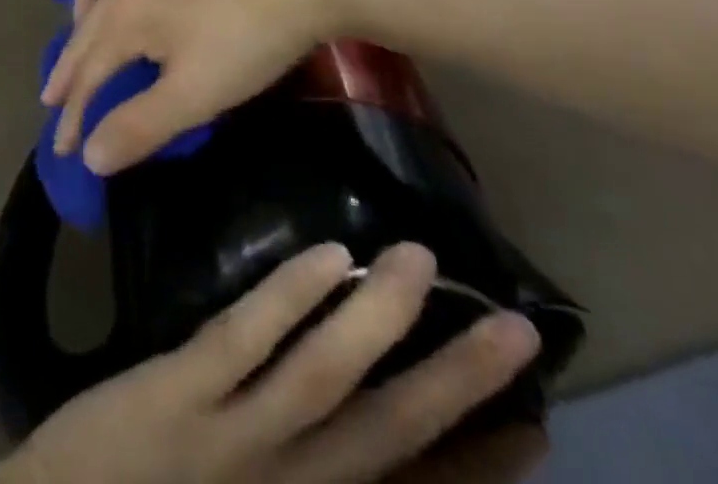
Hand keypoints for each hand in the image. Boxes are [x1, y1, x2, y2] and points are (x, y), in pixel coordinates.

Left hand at [0, 242, 542, 483]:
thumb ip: (297, 464)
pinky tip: (329, 255)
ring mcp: (234, 439)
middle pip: (390, 430)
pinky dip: (292, 297)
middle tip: (516, 327)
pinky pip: (246, 338)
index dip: (478, 462)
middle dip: (459, 383)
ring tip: (422, 259)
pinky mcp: (180, 392)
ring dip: (378, 316)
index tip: (537, 425)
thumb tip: (349, 423)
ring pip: (326, 377)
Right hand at [42, 0, 362, 173]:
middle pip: (87, 25)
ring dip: (83, 2)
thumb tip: (91, 157)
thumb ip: (140, 124)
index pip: (89, 73)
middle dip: (69, 66)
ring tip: (83, 25)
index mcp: (127, 17)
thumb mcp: (196, 94)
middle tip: (55, 98)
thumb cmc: (250, 38)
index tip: (66, 151)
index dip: (74, 115)